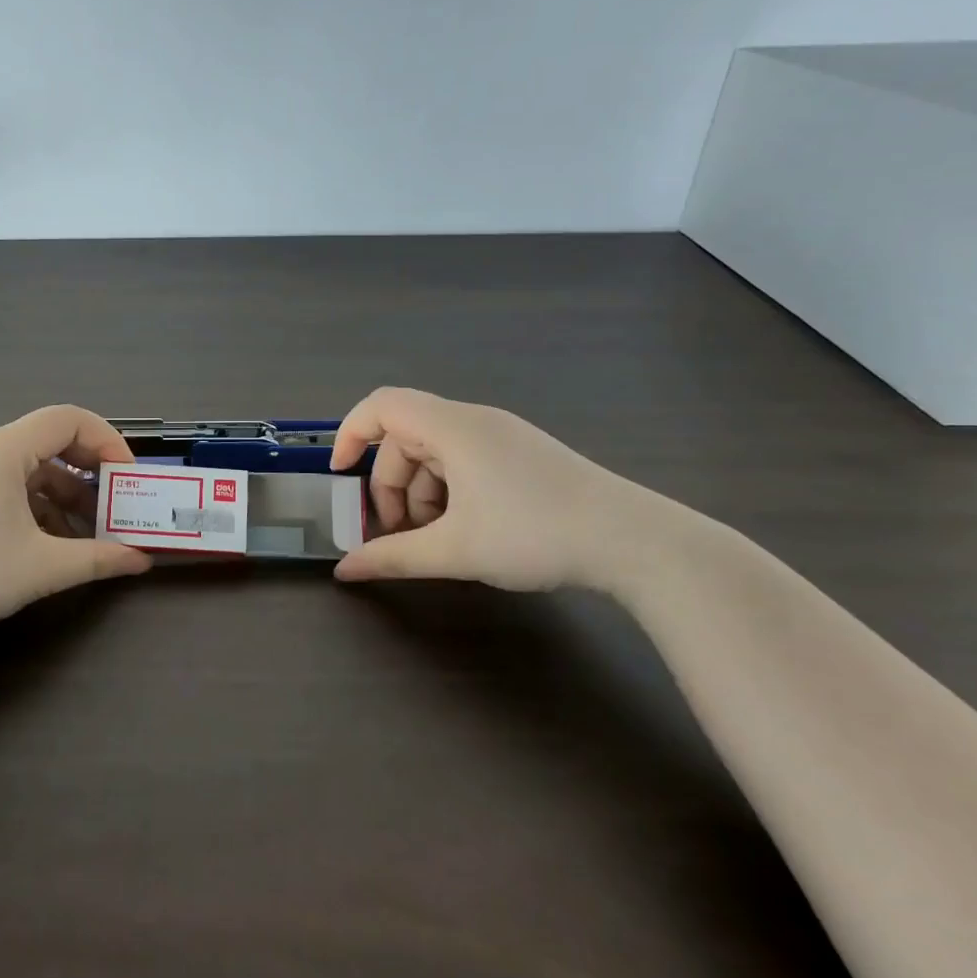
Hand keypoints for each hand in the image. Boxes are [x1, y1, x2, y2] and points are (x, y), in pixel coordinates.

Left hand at [0, 405, 150, 644]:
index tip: (127, 477)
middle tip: (115, 503)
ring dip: (66, 493)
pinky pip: (11, 485)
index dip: (107, 440)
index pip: (69, 419)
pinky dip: (39, 505)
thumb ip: (96, 559)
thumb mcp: (40, 568)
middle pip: (52, 441)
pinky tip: (51, 542)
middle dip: (90, 471)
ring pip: (32, 467)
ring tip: (89, 532)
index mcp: (4, 451)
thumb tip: (140, 561)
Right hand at [329, 387, 647, 591]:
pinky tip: (465, 531)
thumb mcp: (455, 550)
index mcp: (452, 427)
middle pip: (406, 438)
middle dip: (390, 486)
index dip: (349, 434)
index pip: (381, 405)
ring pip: (435, 454)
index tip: (339, 477)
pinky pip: (464, 462)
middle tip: (397, 535)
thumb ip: (392, 557)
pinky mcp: (523, 455)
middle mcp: (474, 421)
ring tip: (434, 542)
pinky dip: (449, 492)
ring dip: (420, 495)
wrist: (636, 542)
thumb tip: (344, 572)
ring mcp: (502, 436)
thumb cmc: (535, 534)